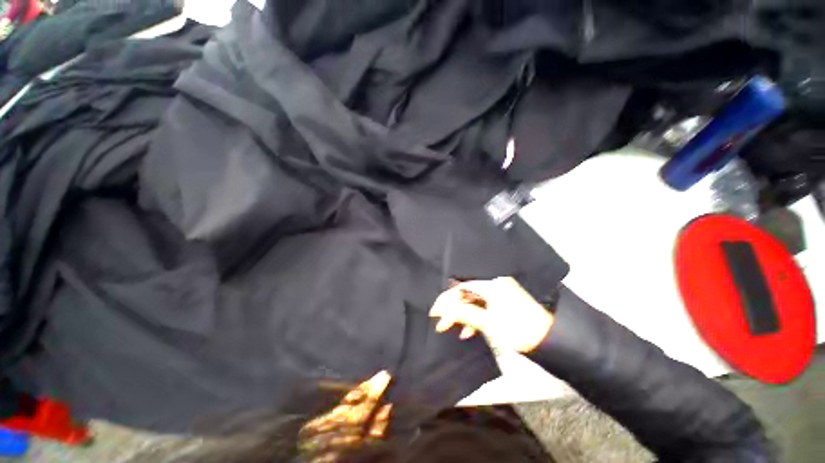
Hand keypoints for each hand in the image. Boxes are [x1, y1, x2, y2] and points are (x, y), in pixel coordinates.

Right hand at [429, 277, 553, 352]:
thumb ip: (463, 313)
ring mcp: (498, 293)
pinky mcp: (501, 302)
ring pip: (473, 302)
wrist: (549, 341)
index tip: (435, 311)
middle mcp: (493, 284)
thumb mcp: (488, 322)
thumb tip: (441, 308)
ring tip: (451, 328)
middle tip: (441, 323)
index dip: (447, 299)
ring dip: (462, 315)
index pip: (461, 286)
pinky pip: (482, 307)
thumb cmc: (519, 329)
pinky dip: (474, 318)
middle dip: (453, 309)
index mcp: (491, 284)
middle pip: (466, 294)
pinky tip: (468, 331)